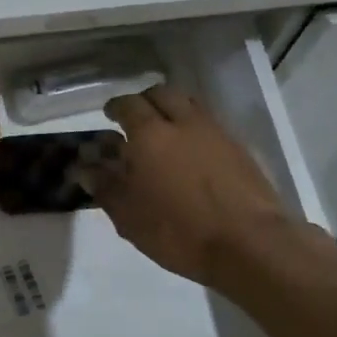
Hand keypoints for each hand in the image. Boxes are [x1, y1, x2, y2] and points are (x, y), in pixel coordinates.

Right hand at [80, 85, 311, 290]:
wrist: (250, 243)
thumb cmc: (179, 230)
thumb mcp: (129, 216)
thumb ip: (105, 187)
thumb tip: (85, 168)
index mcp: (149, 134)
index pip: (127, 105)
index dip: (116, 107)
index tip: (109, 116)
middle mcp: (182, 122)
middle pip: (161, 93)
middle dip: (145, 100)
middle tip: (136, 119)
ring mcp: (215, 132)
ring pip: (189, 103)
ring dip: (172, 109)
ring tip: (165, 131)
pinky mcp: (239, 148)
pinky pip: (210, 124)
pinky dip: (195, 127)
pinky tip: (193, 152)